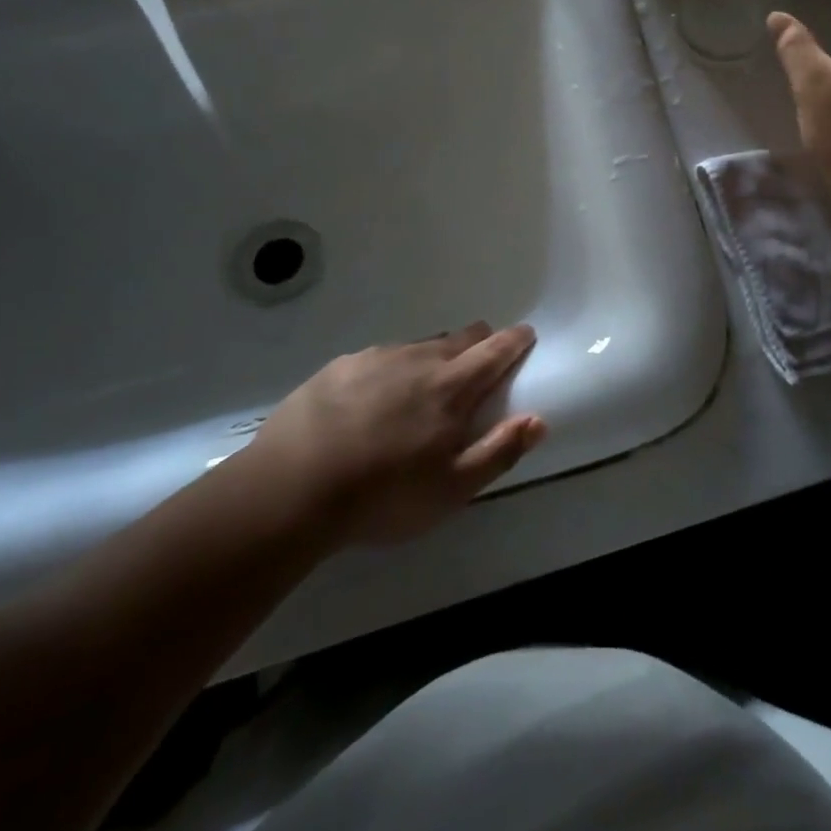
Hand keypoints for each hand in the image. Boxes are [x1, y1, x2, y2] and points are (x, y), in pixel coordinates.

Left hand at [246, 322, 544, 545]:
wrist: (292, 488)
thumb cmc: (383, 495)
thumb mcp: (451, 489)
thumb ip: (499, 451)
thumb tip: (538, 420)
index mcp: (452, 387)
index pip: (495, 350)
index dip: (515, 340)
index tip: (525, 335)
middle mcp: (419, 359)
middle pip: (461, 337)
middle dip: (479, 344)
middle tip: (478, 369)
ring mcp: (378, 357)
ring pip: (421, 345)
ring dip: (434, 358)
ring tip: (424, 390)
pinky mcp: (343, 365)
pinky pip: (383, 357)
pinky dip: (393, 369)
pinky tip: (375, 399)